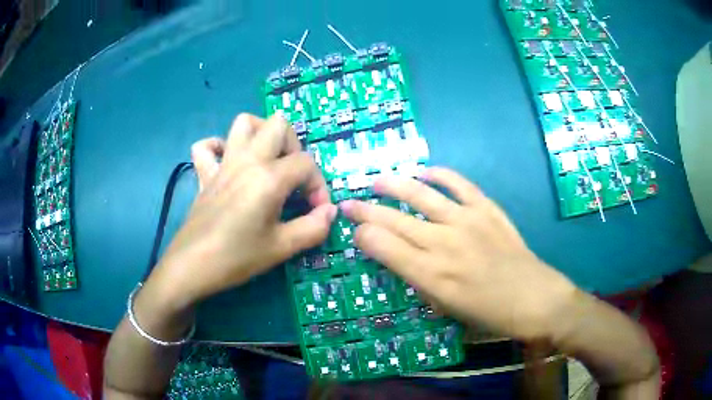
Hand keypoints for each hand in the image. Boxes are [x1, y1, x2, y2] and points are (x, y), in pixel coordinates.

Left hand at [145, 114, 336, 310]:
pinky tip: (228, 163)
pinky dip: (218, 147)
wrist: (192, 267)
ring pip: (243, 123)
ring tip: (268, 160)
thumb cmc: (237, 258)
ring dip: (261, 134)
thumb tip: (330, 211)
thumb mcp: (282, 248)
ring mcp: (223, 164)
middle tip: (293, 177)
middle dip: (294, 146)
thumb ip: (313, 228)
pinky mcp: (204, 174)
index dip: (319, 185)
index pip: (306, 164)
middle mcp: (247, 160)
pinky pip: (206, 147)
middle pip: (278, 124)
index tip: (317, 211)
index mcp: (268, 177)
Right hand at [340, 168, 575, 341]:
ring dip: (394, 185)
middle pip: (394, 219)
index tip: (355, 230)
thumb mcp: (447, 310)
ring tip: (377, 180)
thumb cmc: (489, 315)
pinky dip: (440, 175)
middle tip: (348, 203)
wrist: (534, 298)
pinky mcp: (487, 209)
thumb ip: (420, 283)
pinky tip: (425, 171)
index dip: (363, 235)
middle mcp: (443, 244)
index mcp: (431, 275)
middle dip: (365, 210)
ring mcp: (466, 221)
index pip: (383, 246)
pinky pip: (459, 184)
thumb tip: (401, 260)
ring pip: (421, 195)